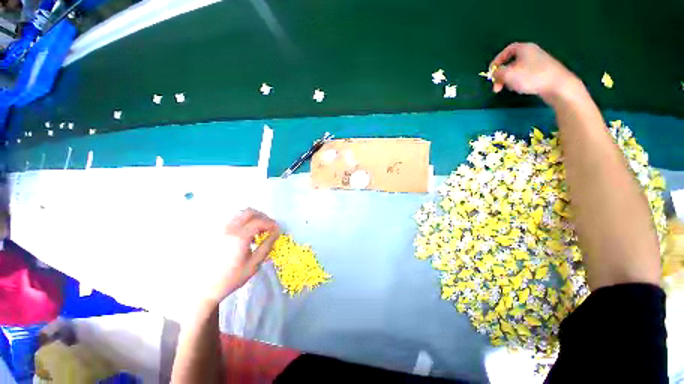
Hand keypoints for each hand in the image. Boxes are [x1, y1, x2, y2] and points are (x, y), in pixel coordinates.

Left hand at [203, 209, 279, 305]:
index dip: (271, 224)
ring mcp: (221, 230)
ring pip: (240, 213)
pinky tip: (247, 233)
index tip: (277, 229)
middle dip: (263, 216)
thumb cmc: (231, 278)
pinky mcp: (216, 233)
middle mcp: (229, 229)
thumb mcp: (254, 264)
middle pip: (249, 212)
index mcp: (239, 238)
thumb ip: (266, 246)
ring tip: (259, 229)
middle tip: (270, 226)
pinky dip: (244, 221)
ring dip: (253, 217)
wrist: (204, 288)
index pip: (259, 222)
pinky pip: (233, 219)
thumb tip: (277, 233)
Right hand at [489, 42, 578, 102]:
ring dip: (509, 80)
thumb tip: (495, 72)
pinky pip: (525, 75)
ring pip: (517, 70)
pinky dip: (519, 82)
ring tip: (510, 88)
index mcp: (524, 49)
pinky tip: (520, 88)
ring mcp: (538, 63)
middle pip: (511, 62)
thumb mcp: (508, 74)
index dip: (497, 60)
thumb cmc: (531, 76)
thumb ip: (498, 72)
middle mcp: (532, 53)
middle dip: (502, 75)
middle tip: (496, 87)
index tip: (491, 72)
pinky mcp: (543, 72)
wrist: (558, 85)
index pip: (507, 51)